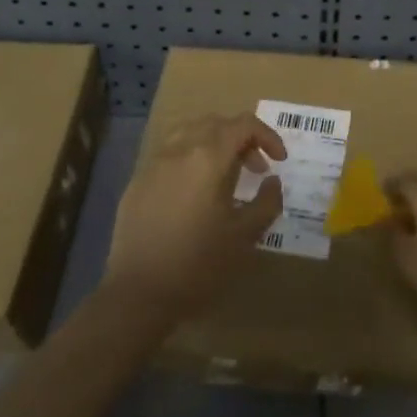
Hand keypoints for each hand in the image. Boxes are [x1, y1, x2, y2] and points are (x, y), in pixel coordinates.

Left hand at [104, 113, 285, 318]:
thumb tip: (272, 180)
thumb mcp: (244, 236)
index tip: (280, 160)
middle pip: (215, 123)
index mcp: (207, 158)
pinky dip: (189, 157)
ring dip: (213, 143)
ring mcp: (153, 163)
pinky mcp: (137, 181)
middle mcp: (179, 149)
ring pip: (188, 132)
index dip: (267, 136)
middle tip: (256, 168)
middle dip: (241, 138)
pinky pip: (168, 153)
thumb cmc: (198, 264)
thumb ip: (266, 202)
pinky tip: (194, 191)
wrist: (139, 293)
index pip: (243, 124)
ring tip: (225, 173)